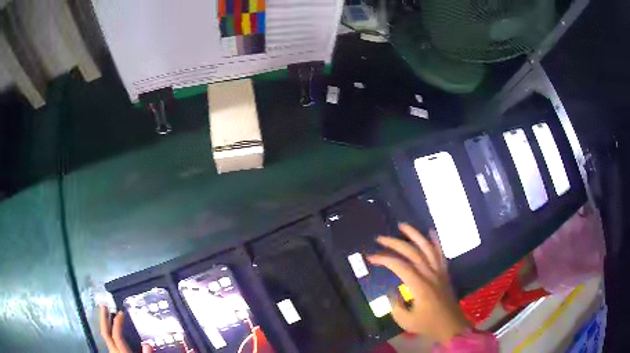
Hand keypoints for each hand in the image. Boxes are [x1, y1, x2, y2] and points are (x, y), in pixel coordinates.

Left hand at [99, 305, 152, 352]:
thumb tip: (147, 344)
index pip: (116, 336)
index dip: (117, 323)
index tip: (120, 312)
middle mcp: (114, 352)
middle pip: (105, 333)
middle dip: (103, 319)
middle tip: (103, 305)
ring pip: (105, 337)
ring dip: (105, 325)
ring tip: (106, 315)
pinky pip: (108, 342)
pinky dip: (108, 333)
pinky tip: (111, 331)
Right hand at [367, 223, 469, 343]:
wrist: (451, 326)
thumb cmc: (427, 325)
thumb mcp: (405, 321)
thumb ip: (395, 305)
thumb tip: (392, 292)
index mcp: (420, 286)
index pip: (400, 266)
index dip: (385, 259)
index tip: (371, 257)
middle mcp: (430, 274)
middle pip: (412, 252)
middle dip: (395, 243)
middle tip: (380, 238)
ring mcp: (439, 272)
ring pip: (427, 248)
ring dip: (415, 235)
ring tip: (403, 226)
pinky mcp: (444, 273)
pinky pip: (441, 253)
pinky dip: (436, 241)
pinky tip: (430, 232)